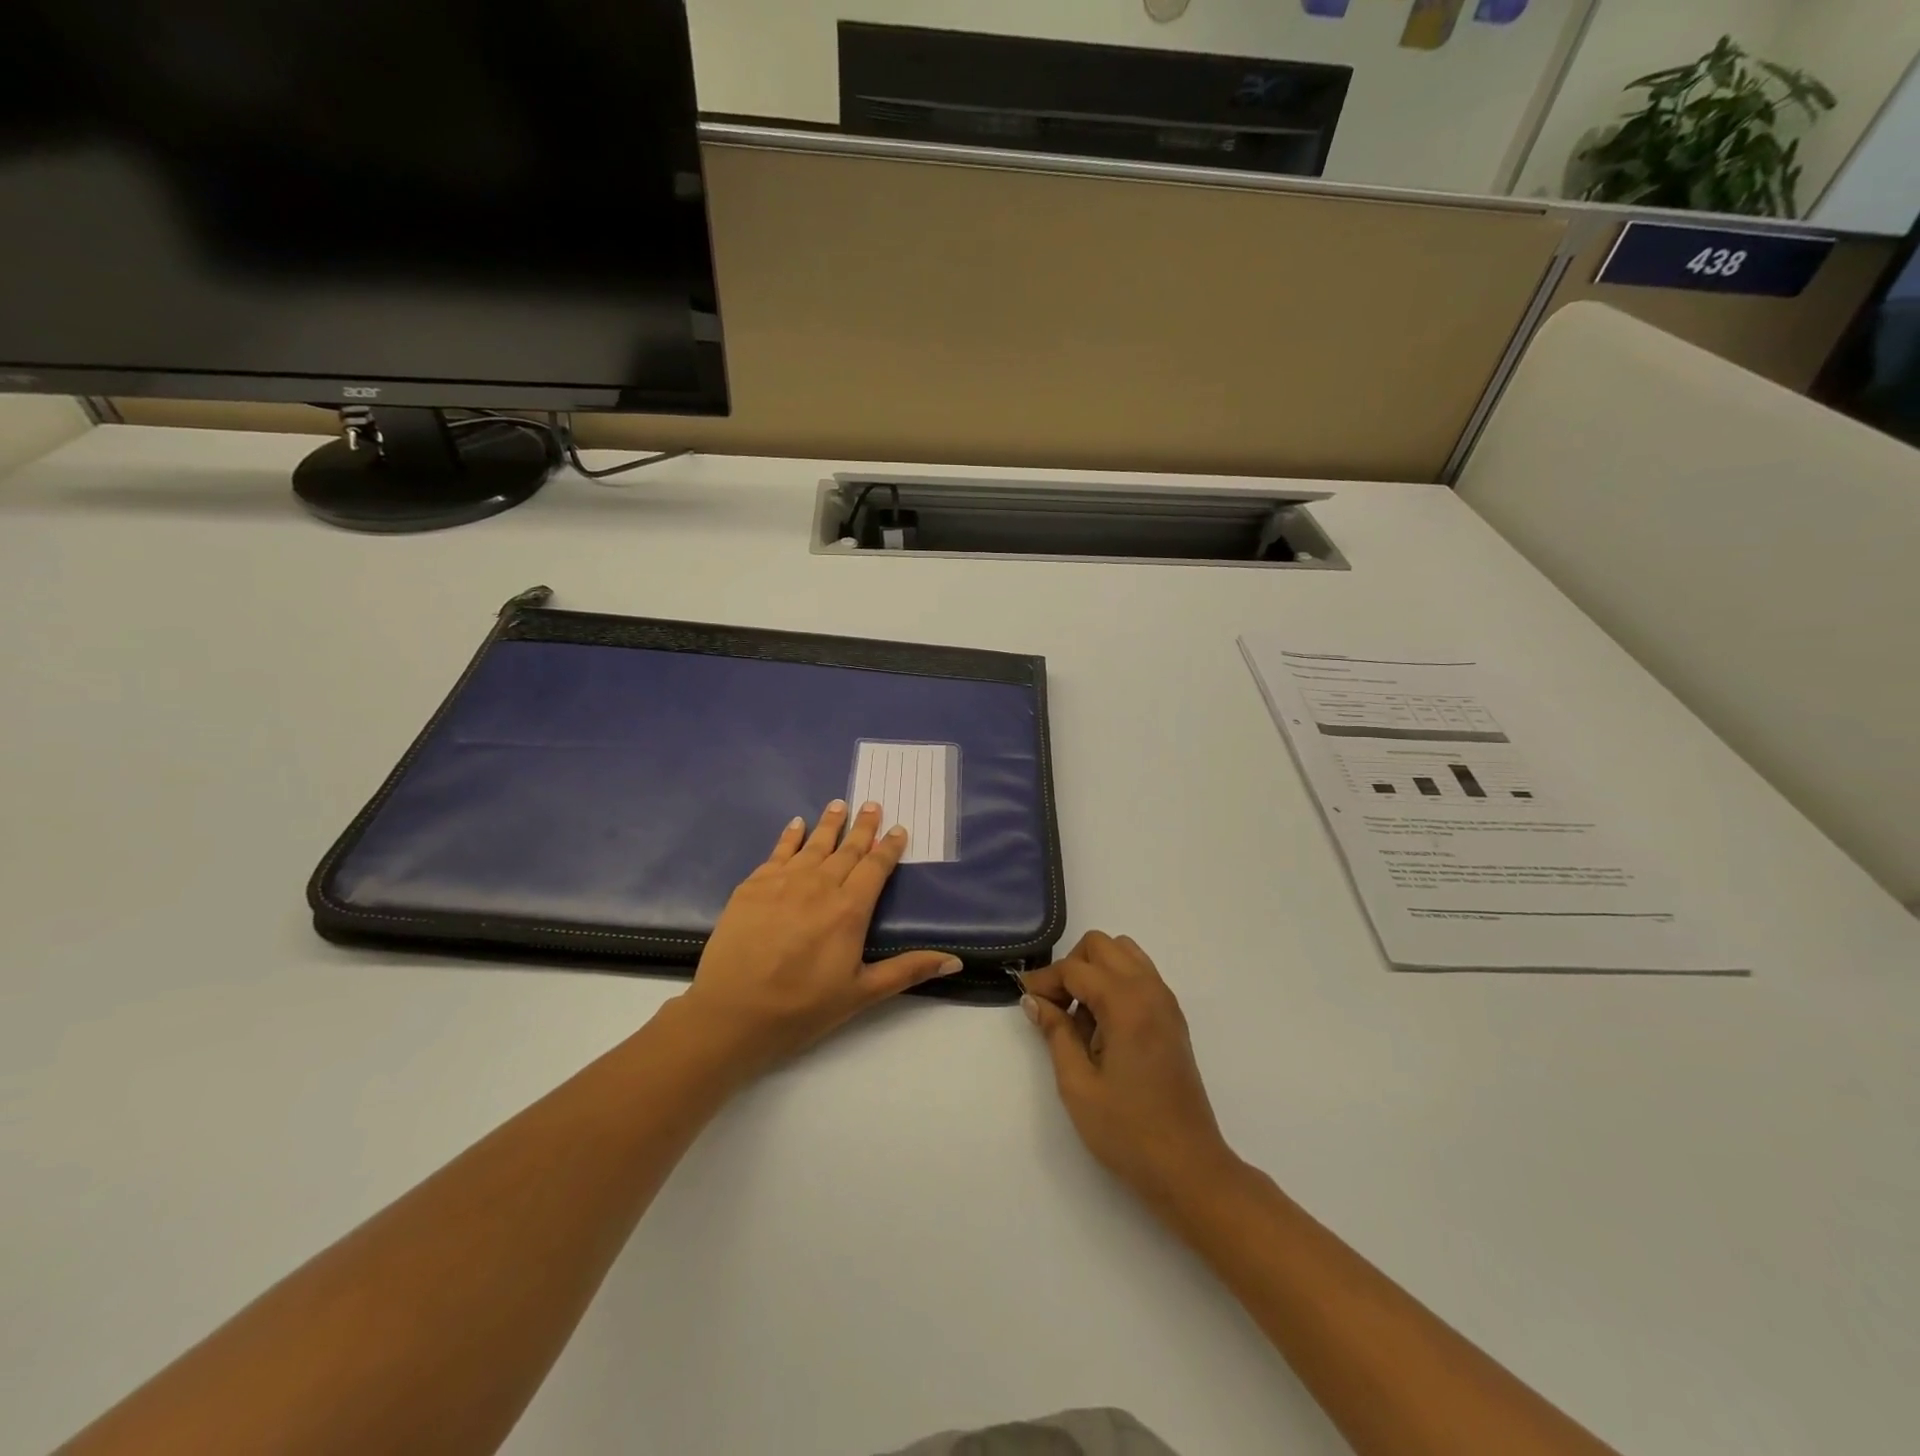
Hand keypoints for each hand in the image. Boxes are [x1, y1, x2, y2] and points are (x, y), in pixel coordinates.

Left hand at [678, 800, 962, 1076]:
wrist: (732, 1014)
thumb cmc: (802, 1007)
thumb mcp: (862, 994)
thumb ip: (908, 970)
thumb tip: (955, 962)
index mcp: (849, 909)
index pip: (875, 867)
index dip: (889, 847)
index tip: (898, 828)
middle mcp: (819, 885)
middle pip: (847, 849)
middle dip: (862, 827)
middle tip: (872, 804)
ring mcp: (783, 882)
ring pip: (814, 844)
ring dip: (829, 823)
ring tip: (840, 804)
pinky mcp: (753, 886)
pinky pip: (778, 852)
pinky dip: (790, 836)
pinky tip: (796, 824)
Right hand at [1021, 932, 1243, 1216]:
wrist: (1188, 1167)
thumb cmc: (1127, 1131)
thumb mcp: (1078, 1085)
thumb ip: (1055, 1033)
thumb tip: (1033, 999)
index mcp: (1126, 1003)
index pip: (1075, 968)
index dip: (1045, 980)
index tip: (1025, 1000)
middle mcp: (1150, 990)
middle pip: (1102, 946)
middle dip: (1072, 966)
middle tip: (1054, 1006)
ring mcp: (1166, 1002)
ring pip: (1125, 953)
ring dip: (1096, 970)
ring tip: (1079, 1015)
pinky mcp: (1173, 1018)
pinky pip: (1140, 976)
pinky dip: (1116, 983)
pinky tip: (1103, 1026)